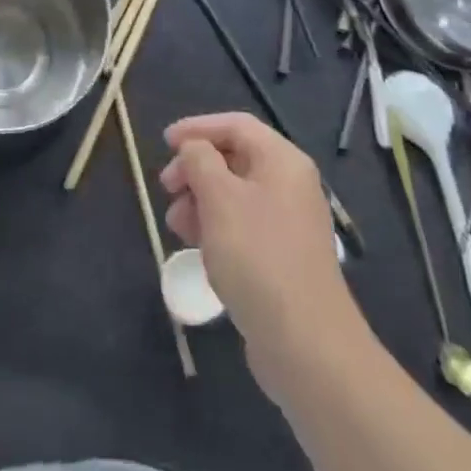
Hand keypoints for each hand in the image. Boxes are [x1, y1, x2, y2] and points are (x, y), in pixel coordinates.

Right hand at [160, 113, 353, 357]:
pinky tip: (196, 247)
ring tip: (175, 224)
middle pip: (234, 159)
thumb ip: (199, 160)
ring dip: (200, 200)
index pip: (235, 125)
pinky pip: (242, 226)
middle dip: (195, 168)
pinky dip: (215, 227)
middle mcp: (290, 185)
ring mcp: (288, 223)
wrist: (306, 344)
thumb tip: (193, 148)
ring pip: (235, 195)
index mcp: (282, 160)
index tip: (164, 143)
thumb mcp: (219, 198)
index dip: (197, 128)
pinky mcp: (282, 258)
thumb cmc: (258, 256)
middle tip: (166, 187)